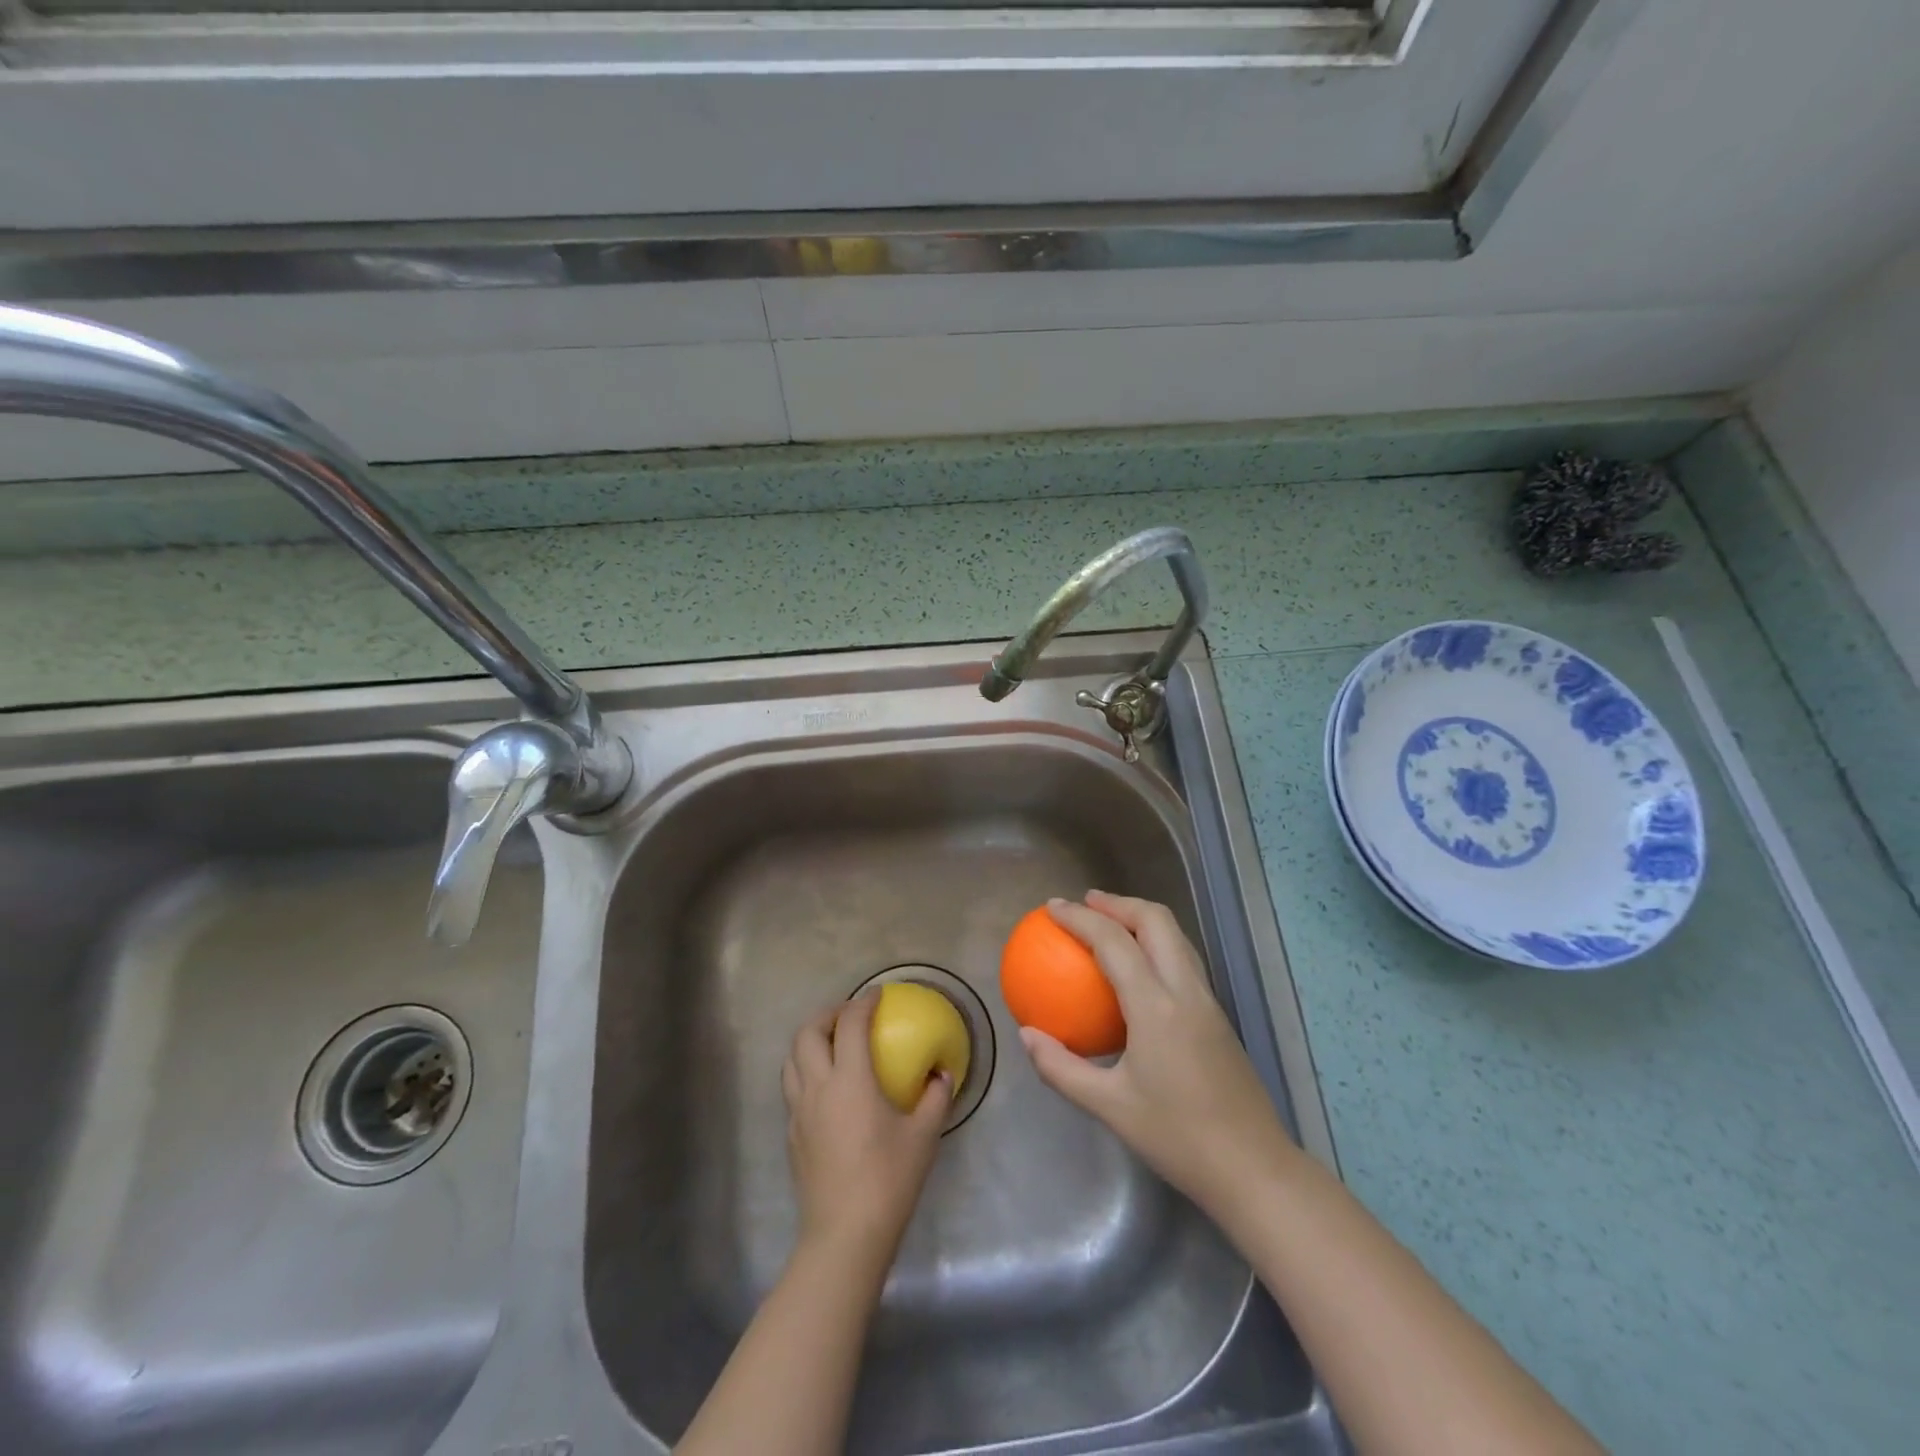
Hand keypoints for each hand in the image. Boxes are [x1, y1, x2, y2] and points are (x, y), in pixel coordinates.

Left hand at [781, 992, 952, 1266]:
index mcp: (850, 1080)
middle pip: (808, 1033)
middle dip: (827, 1014)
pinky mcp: (792, 1135)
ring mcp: (799, 1112)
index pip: (851, 1024)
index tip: (877, 994)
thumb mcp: (923, 1136)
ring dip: (810, 1041)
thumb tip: (942, 1073)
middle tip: (850, 1015)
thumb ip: (936, 1097)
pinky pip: (792, 1087)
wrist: (844, 1236)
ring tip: (833, 1044)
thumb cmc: (888, 1180)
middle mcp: (817, 1087)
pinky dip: (806, 1071)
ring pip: (791, 1059)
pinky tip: (827, 1088)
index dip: (863, 1002)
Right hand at [1019, 891, 1294, 1215]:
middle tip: (1085, 903)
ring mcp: (1208, 1000)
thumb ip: (1062, 1068)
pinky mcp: (1218, 1015)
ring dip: (1141, 918)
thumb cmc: (1178, 1138)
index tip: (1052, 907)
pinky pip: (1183, 959)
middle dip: (1118, 902)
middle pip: (1156, 920)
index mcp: (1156, 1006)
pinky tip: (1137, 969)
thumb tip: (1026, 1035)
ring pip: (1176, 936)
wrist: (1254, 1169)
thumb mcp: (1109, 1107)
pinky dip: (1156, 943)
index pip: (1113, 942)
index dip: (1080, 918)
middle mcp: (1186, 990)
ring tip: (1109, 922)